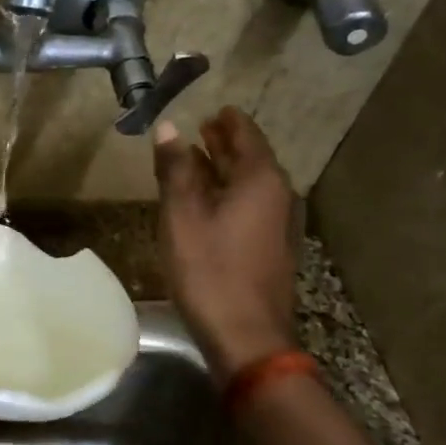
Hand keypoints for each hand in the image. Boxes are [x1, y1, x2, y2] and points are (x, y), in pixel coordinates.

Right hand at [153, 107, 301, 378]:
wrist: (246, 335)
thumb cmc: (209, 270)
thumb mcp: (182, 215)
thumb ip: (175, 169)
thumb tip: (168, 128)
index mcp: (260, 180)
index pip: (246, 135)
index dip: (228, 121)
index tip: (212, 108)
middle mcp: (277, 195)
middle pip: (251, 158)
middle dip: (226, 142)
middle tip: (203, 128)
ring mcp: (277, 224)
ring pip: (249, 184)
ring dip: (225, 168)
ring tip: (198, 158)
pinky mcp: (268, 248)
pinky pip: (249, 206)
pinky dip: (228, 193)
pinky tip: (206, 201)